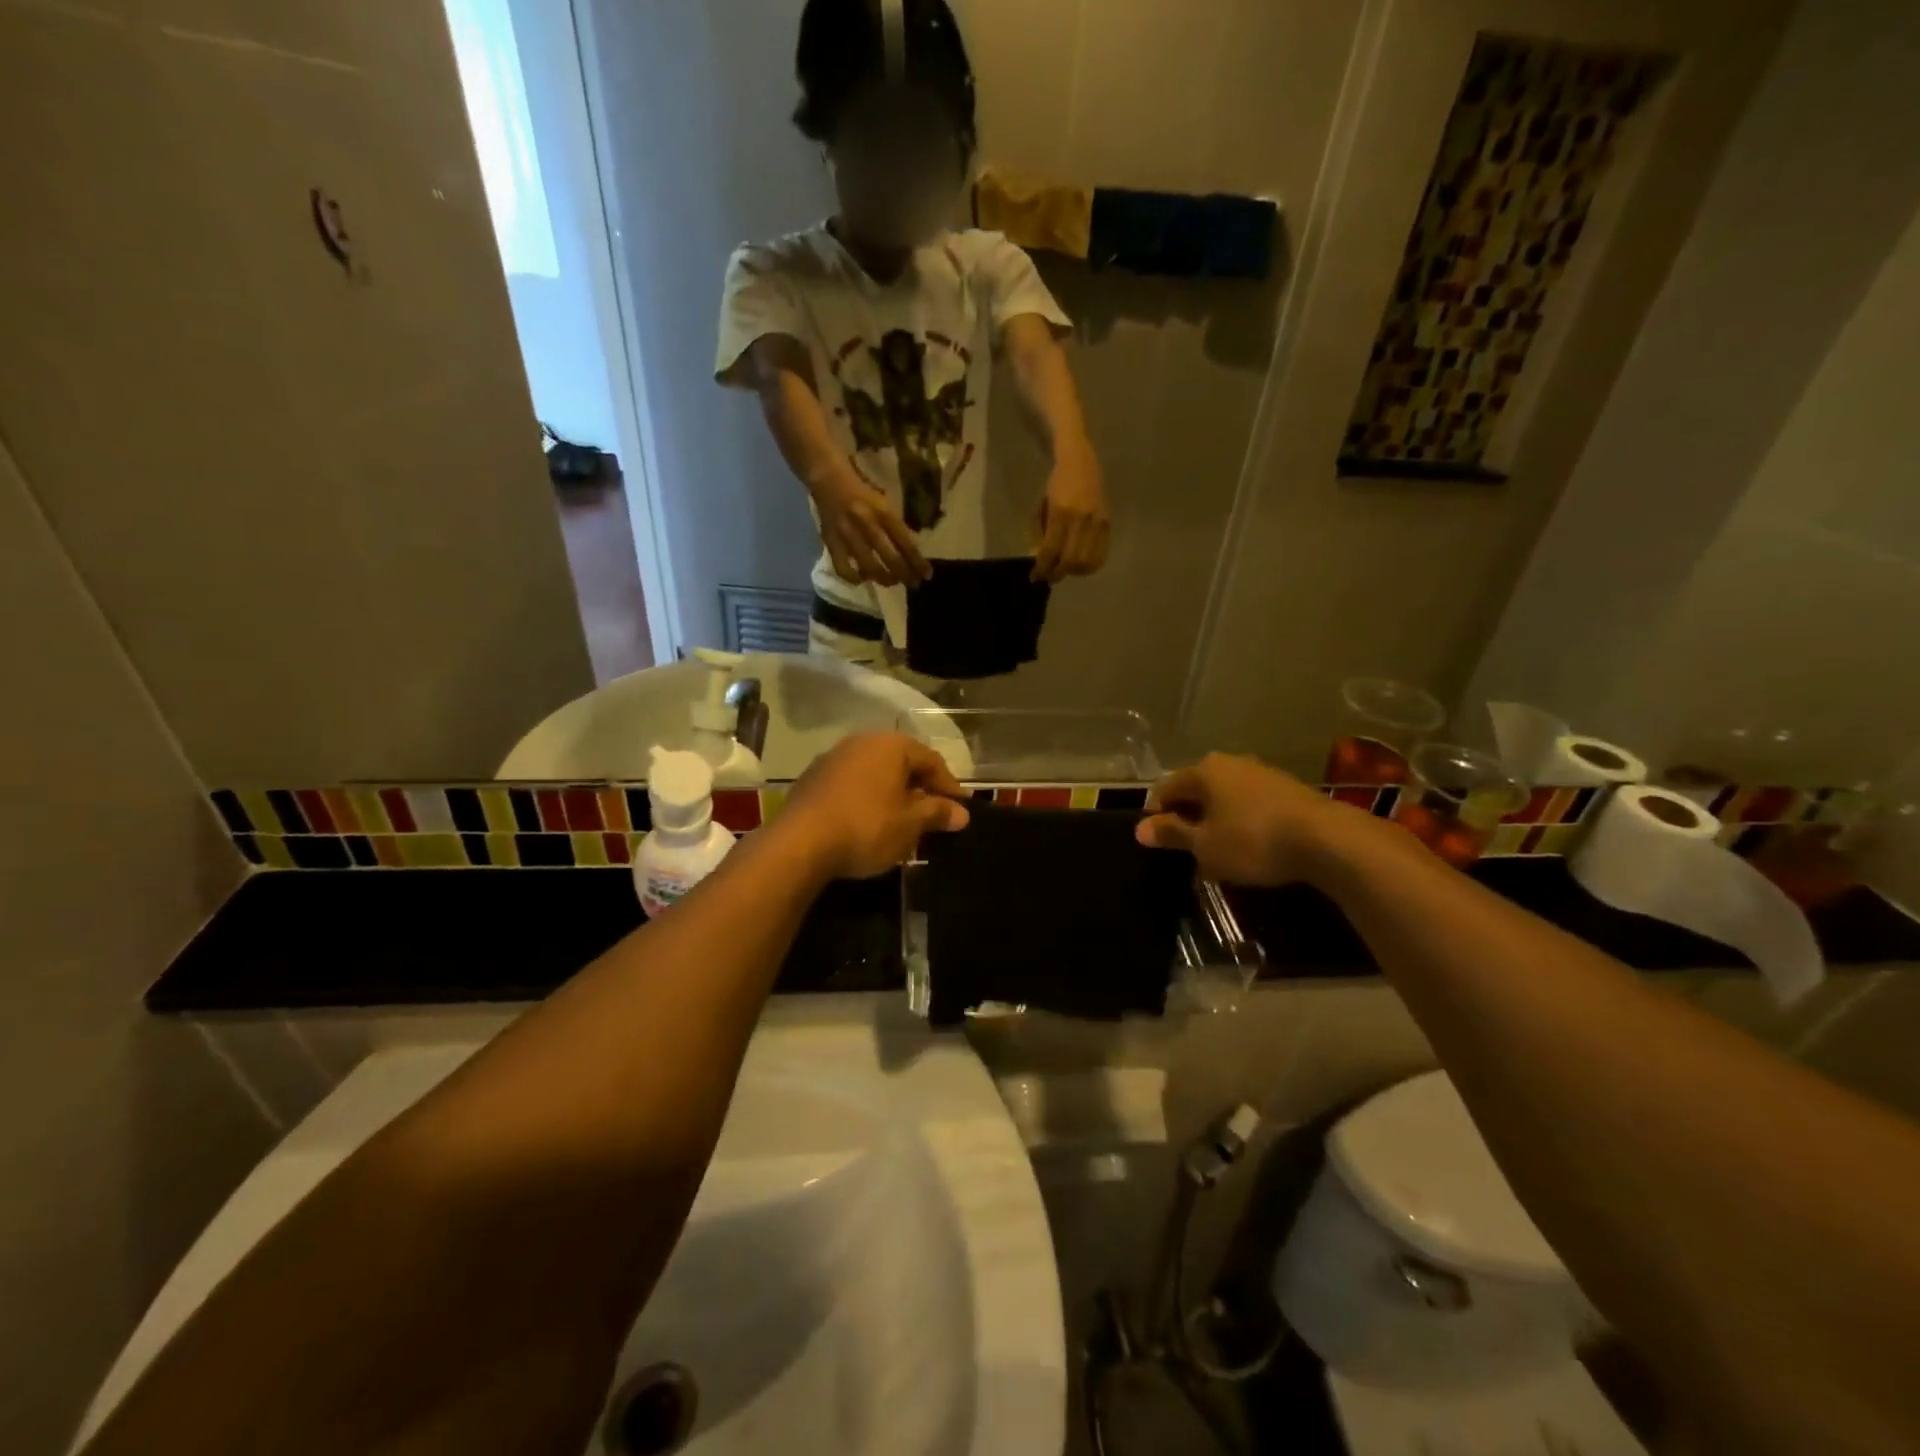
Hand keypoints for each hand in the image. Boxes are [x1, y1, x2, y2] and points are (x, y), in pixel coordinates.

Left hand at [779, 733, 969, 879]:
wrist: (800, 843)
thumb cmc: (867, 826)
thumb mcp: (911, 824)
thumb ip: (938, 813)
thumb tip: (961, 813)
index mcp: (891, 745)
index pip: (931, 760)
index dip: (949, 786)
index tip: (959, 810)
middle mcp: (862, 742)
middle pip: (902, 763)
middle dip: (919, 789)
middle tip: (933, 816)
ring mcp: (833, 758)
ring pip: (875, 774)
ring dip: (892, 795)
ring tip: (902, 823)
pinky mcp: (812, 779)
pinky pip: (851, 785)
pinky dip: (867, 800)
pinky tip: (869, 824)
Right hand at [813, 470, 931, 586]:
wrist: (829, 479)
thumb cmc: (863, 492)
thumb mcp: (885, 503)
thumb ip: (896, 526)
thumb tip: (911, 552)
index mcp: (884, 512)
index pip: (906, 543)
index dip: (918, 563)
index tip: (927, 575)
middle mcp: (867, 524)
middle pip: (891, 559)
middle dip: (905, 575)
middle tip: (913, 584)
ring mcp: (848, 535)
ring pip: (869, 567)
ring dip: (884, 579)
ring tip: (891, 581)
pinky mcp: (831, 542)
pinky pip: (843, 568)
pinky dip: (854, 578)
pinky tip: (863, 578)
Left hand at [1033, 440, 1109, 582]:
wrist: (1080, 460)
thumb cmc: (1057, 483)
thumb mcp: (1043, 506)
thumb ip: (1041, 533)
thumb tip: (1038, 559)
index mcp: (1061, 511)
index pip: (1051, 550)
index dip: (1042, 567)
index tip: (1035, 575)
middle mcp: (1082, 518)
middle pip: (1071, 560)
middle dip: (1057, 573)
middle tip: (1048, 577)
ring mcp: (1097, 521)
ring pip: (1088, 561)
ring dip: (1074, 572)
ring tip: (1064, 570)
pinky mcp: (1108, 523)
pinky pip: (1101, 554)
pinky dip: (1089, 565)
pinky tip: (1079, 564)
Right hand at [1135, 754, 1360, 885]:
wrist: (1327, 840)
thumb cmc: (1252, 840)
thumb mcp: (1205, 845)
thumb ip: (1172, 834)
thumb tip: (1140, 829)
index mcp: (1203, 771)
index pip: (1165, 787)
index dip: (1155, 813)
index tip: (1155, 840)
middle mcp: (1230, 763)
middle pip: (1196, 789)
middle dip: (1187, 817)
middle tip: (1184, 849)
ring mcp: (1261, 773)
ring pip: (1224, 797)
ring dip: (1215, 821)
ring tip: (1215, 852)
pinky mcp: (1288, 789)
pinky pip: (1250, 804)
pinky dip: (1240, 822)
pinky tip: (1247, 847)